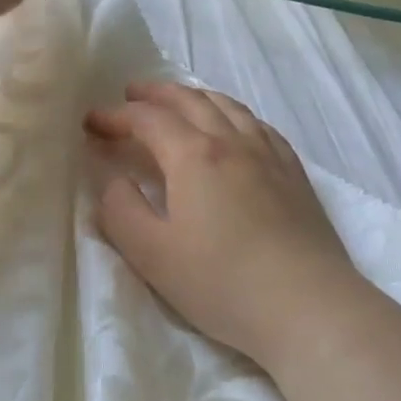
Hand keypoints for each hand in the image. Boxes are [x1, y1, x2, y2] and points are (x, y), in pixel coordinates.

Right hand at [86, 82, 368, 366]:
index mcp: (194, 156)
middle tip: (130, 94)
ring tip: (178, 101)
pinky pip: (259, 125)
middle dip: (155, 94)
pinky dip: (234, 114)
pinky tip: (235, 128)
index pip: (147, 119)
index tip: (92, 122)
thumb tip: (112, 180)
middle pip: (190, 100)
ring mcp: (269, 155)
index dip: (115, 115)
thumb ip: (120, 210)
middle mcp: (233, 142)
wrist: (308, 306)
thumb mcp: (151, 253)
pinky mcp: (294, 174)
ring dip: (195, 97)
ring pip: (228, 107)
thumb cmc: (221, 282)